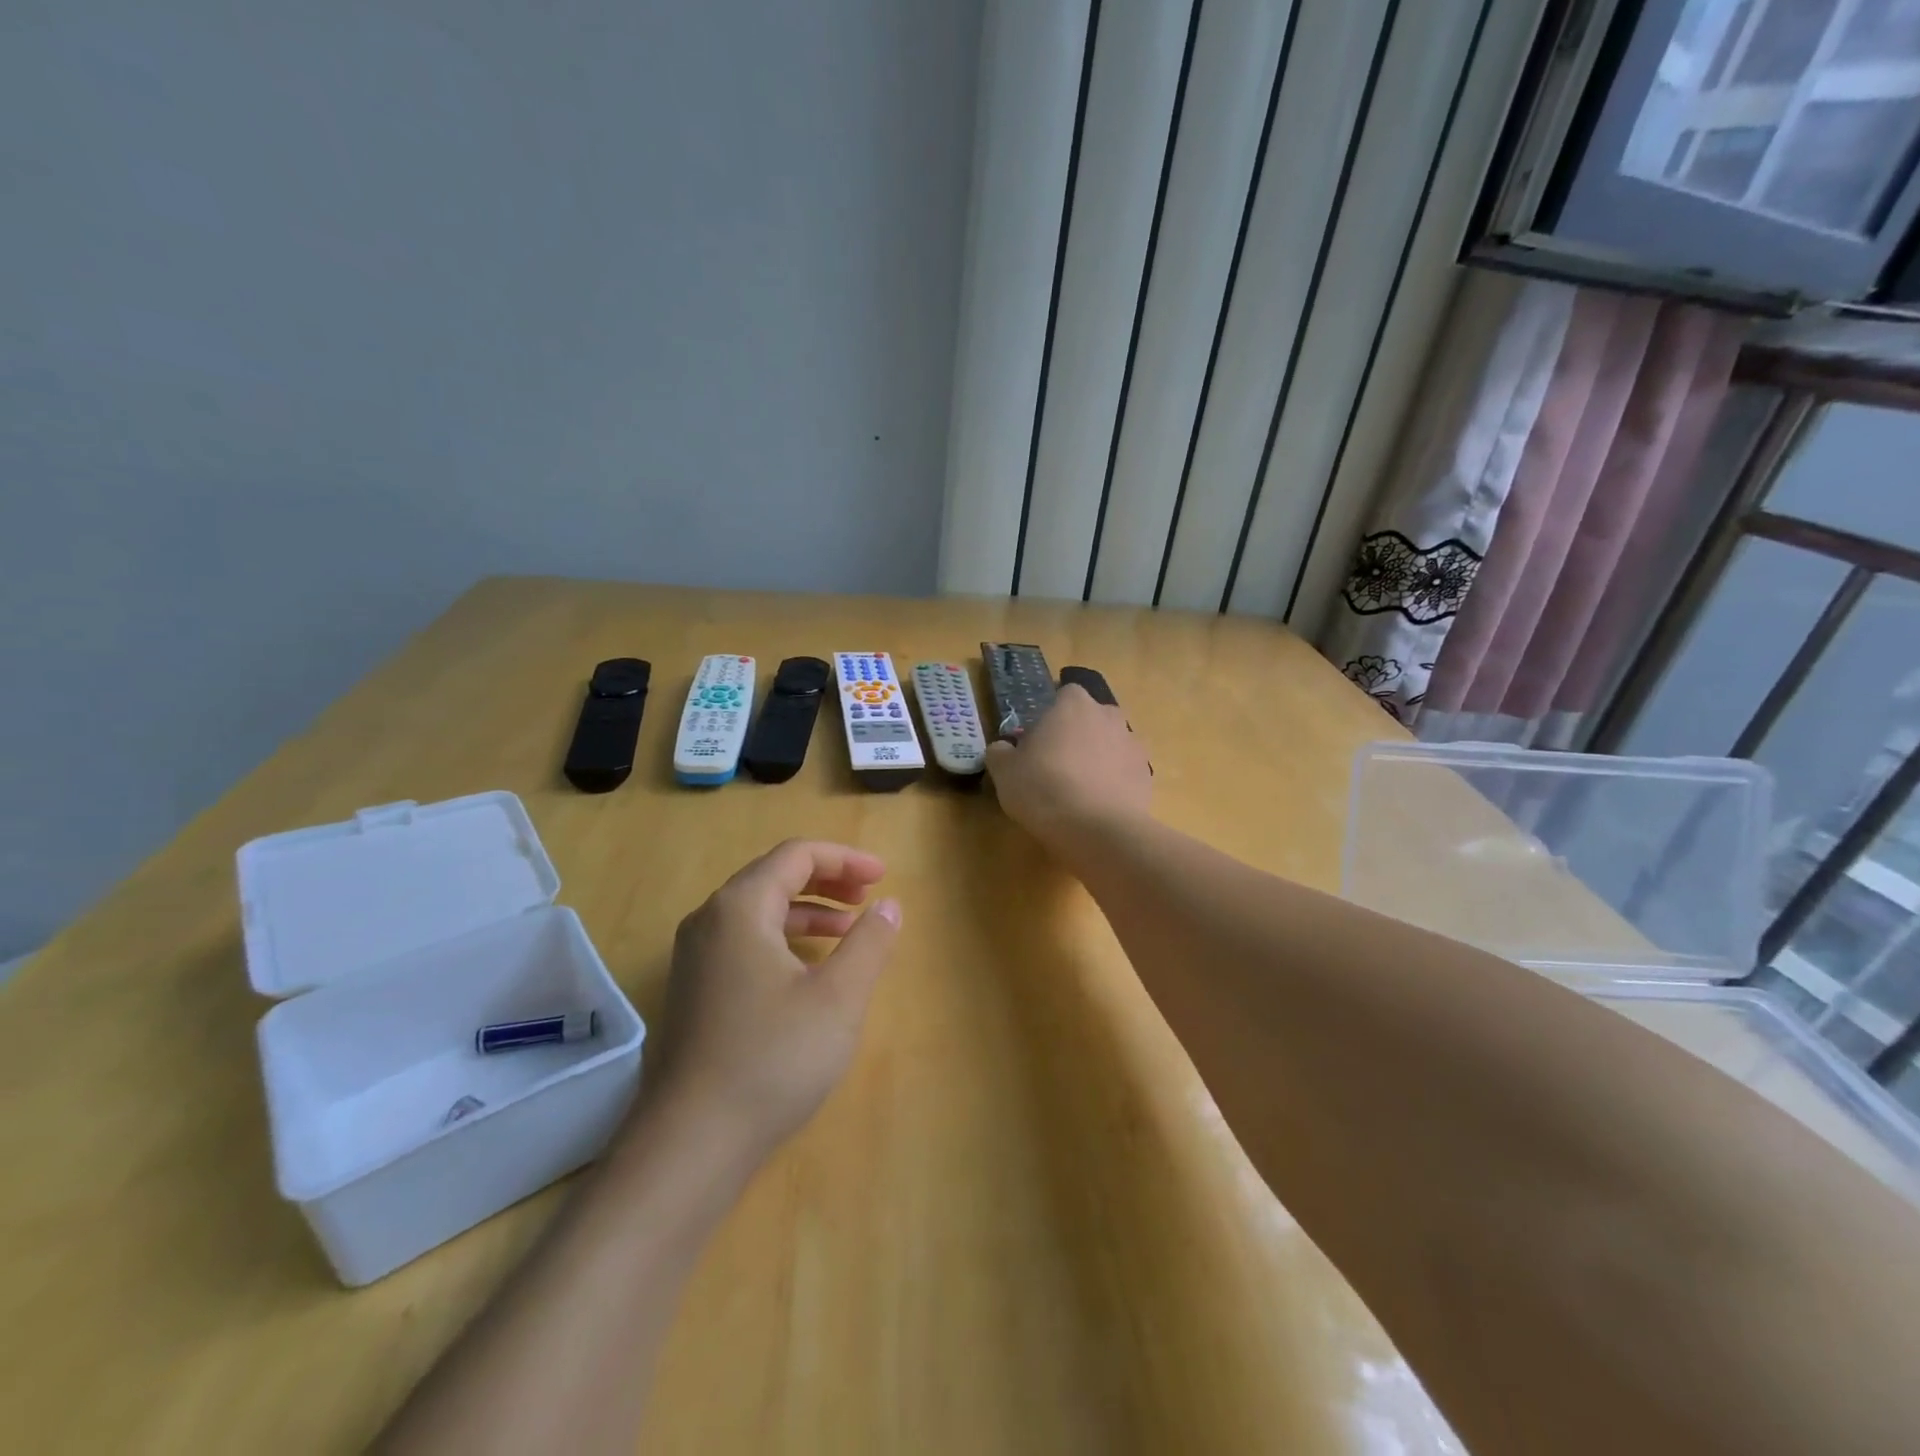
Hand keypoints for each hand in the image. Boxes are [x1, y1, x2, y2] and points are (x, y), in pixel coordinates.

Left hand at [637, 840, 900, 1163]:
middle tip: (869, 896)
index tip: (884, 876)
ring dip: (808, 911)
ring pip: (759, 911)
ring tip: (849, 929)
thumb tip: (888, 906)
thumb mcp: (838, 997)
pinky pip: (745, 942)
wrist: (691, 1143)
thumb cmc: (772, 1058)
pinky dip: (785, 939)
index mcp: (740, 908)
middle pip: (774, 876)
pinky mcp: (695, 990)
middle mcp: (709, 921)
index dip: (845, 859)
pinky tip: (811, 970)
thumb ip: (869, 942)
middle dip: (827, 880)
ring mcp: (696, 957)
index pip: (796, 856)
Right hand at [985, 684, 1151, 848]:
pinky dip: (1113, 784)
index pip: (1065, 695)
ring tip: (1078, 791)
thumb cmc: (1043, 788)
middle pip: (1091, 718)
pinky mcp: (1146, 776)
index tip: (1038, 741)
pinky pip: (1124, 773)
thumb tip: (1003, 749)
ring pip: (1110, 745)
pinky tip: (1097, 807)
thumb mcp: (1004, 771)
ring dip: (1097, 759)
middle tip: (1056, 765)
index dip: (1051, 716)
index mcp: (1074, 704)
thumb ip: (1001, 752)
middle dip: (1078, 735)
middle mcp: (1109, 716)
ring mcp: (1133, 745)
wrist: (1097, 830)